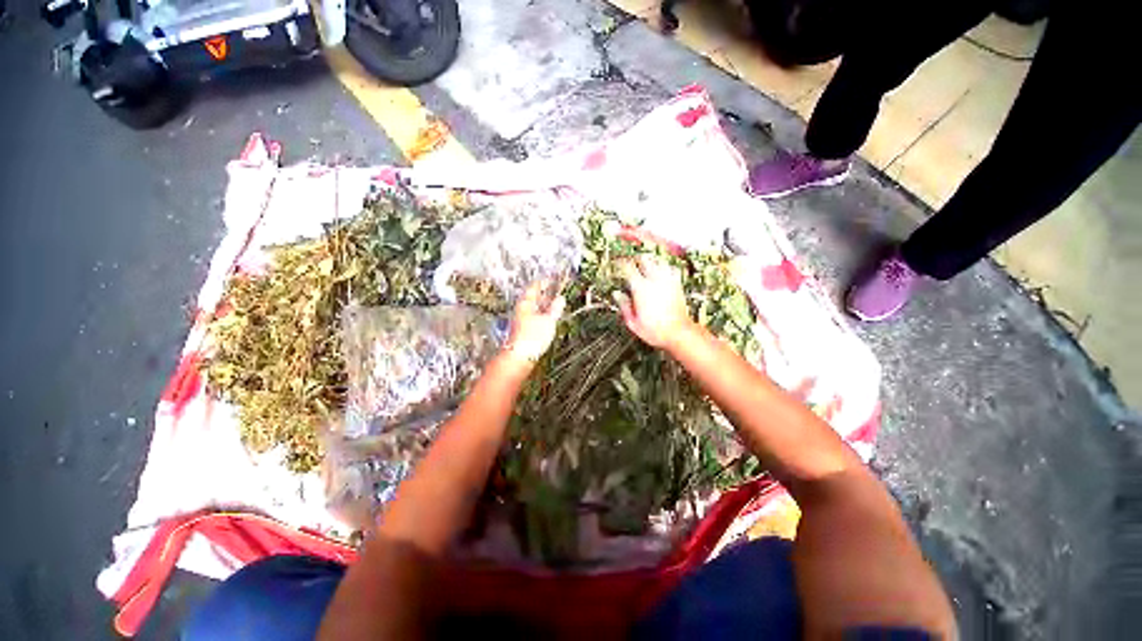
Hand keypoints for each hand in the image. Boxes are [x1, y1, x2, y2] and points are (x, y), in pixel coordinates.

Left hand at [505, 281, 565, 363]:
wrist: (520, 357)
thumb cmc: (533, 337)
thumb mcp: (548, 320)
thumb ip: (555, 308)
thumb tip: (561, 298)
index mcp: (526, 303)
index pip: (534, 287)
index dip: (544, 281)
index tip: (552, 277)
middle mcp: (522, 309)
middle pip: (533, 296)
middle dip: (544, 292)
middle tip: (555, 287)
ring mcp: (522, 319)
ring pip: (534, 306)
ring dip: (544, 303)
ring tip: (555, 301)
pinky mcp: (524, 328)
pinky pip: (535, 315)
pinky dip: (542, 312)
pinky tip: (548, 316)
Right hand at [614, 255, 692, 348]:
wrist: (678, 333)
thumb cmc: (656, 331)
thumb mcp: (633, 322)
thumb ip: (624, 305)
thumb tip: (617, 294)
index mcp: (641, 288)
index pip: (628, 267)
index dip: (620, 263)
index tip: (617, 264)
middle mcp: (655, 281)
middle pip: (644, 259)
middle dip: (636, 259)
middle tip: (630, 263)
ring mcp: (668, 281)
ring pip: (658, 261)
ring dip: (650, 261)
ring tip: (645, 265)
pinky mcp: (677, 285)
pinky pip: (671, 269)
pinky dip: (664, 267)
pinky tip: (661, 273)